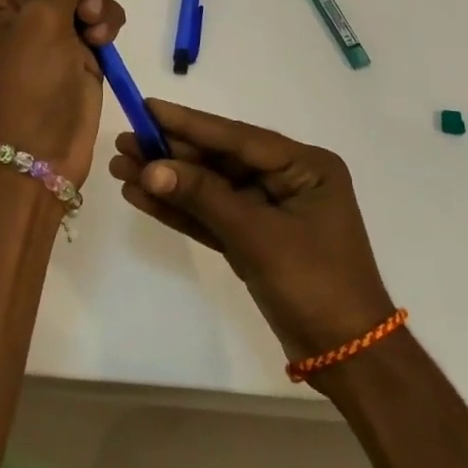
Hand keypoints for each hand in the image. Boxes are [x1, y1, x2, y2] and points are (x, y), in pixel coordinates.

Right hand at [110, 101, 392, 359]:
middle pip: (218, 160)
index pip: (237, 138)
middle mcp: (286, 180)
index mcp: (304, 167)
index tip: (147, 107)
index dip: (189, 123)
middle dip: (170, 153)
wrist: (347, 360)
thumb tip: (150, 168)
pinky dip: (178, 208)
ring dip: (167, 179)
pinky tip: (140, 195)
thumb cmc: (315, 284)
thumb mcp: (258, 235)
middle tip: (123, 140)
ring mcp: (268, 210)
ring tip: (120, 165)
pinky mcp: (251, 238)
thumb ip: (203, 197)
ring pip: (208, 187)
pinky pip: (209, 214)